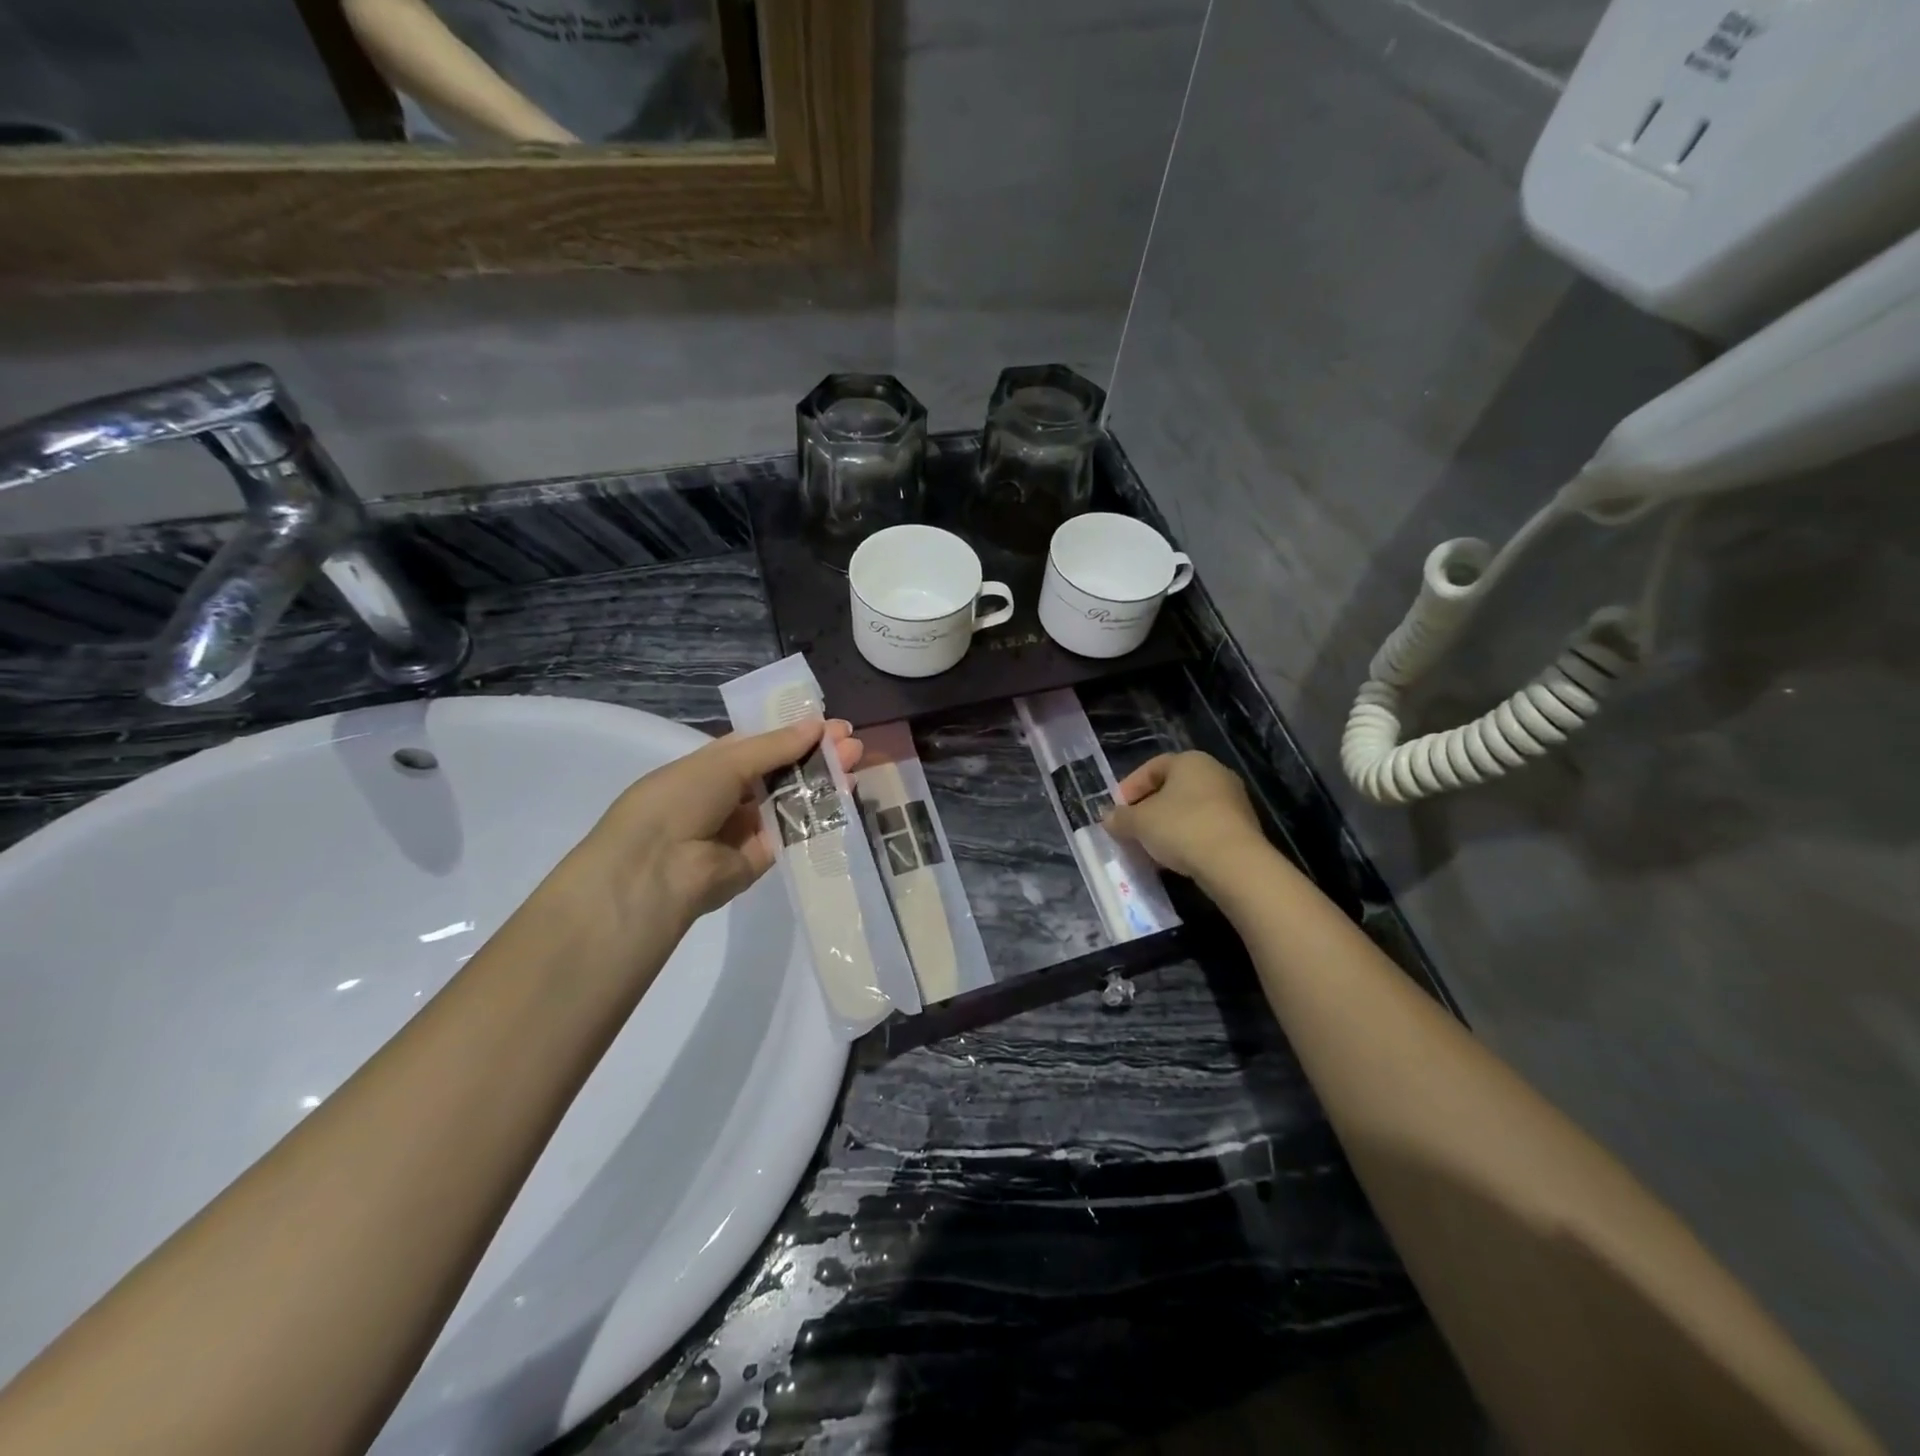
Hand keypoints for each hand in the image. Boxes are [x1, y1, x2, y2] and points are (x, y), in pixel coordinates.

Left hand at [572, 718, 862, 942]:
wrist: (656, 870)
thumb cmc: (680, 800)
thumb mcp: (725, 762)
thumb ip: (774, 746)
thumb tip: (818, 725)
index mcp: (712, 766)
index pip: (762, 745)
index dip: (796, 733)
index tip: (831, 725)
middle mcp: (730, 795)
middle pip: (782, 771)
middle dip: (816, 755)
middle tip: (852, 743)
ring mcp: (746, 828)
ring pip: (791, 800)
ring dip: (822, 781)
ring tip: (855, 763)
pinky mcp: (762, 858)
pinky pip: (794, 832)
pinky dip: (818, 814)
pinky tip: (844, 794)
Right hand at [1103, 751, 1263, 881]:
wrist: (1234, 862)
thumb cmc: (1181, 827)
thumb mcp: (1139, 822)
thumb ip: (1120, 818)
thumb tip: (1108, 818)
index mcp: (1190, 761)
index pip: (1152, 767)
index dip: (1130, 787)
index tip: (1116, 810)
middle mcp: (1215, 773)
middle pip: (1172, 789)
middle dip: (1147, 809)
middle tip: (1131, 829)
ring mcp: (1233, 800)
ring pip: (1189, 810)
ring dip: (1166, 826)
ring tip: (1149, 848)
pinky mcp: (1243, 828)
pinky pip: (1205, 827)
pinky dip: (1186, 838)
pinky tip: (1173, 858)